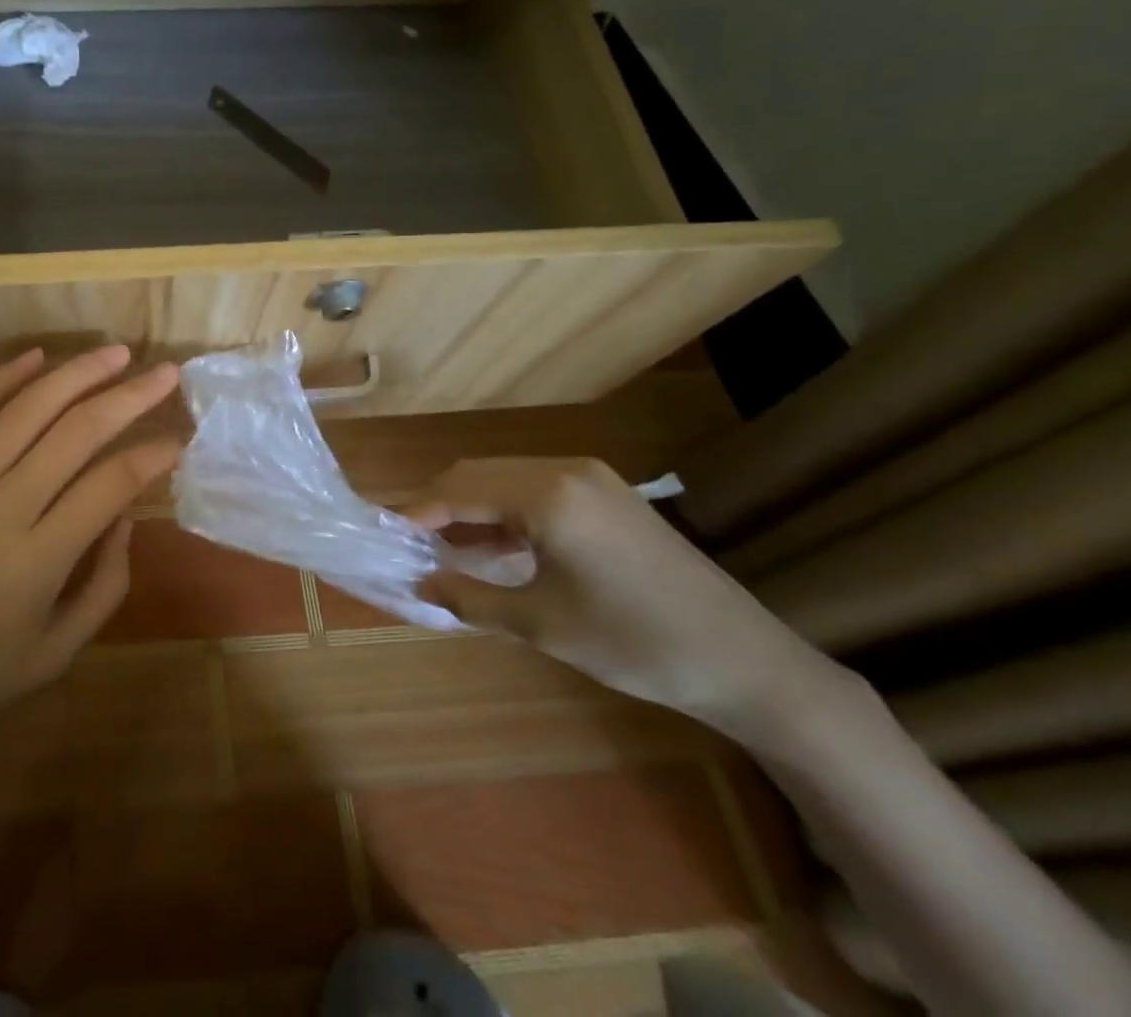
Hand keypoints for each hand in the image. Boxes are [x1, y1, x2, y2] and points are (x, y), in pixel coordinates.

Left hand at [0, 345, 180, 745]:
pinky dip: (1, 380)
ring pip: (23, 410)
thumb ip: (107, 584)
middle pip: (75, 432)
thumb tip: (125, 515)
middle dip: (129, 397)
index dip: (153, 455)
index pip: (111, 484)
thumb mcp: (58, 653)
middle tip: (165, 374)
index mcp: (36, 562)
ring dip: (76, 374)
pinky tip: (36, 357)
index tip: (179, 440)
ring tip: (116, 353)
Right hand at [409, 458, 851, 743]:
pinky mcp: (608, 495)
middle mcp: (565, 469)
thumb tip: (421, 581)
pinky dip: (505, 512)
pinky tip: (494, 546)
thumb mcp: (543, 624)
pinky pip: (537, 491)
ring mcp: (592, 478)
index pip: (459, 489)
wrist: (746, 661)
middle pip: (478, 473)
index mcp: (547, 494)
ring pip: (506, 479)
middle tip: (411, 543)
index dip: (416, 512)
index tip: (385, 534)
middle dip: (439, 505)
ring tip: (444, 547)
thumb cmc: (635, 642)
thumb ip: (471, 596)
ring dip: (471, 507)